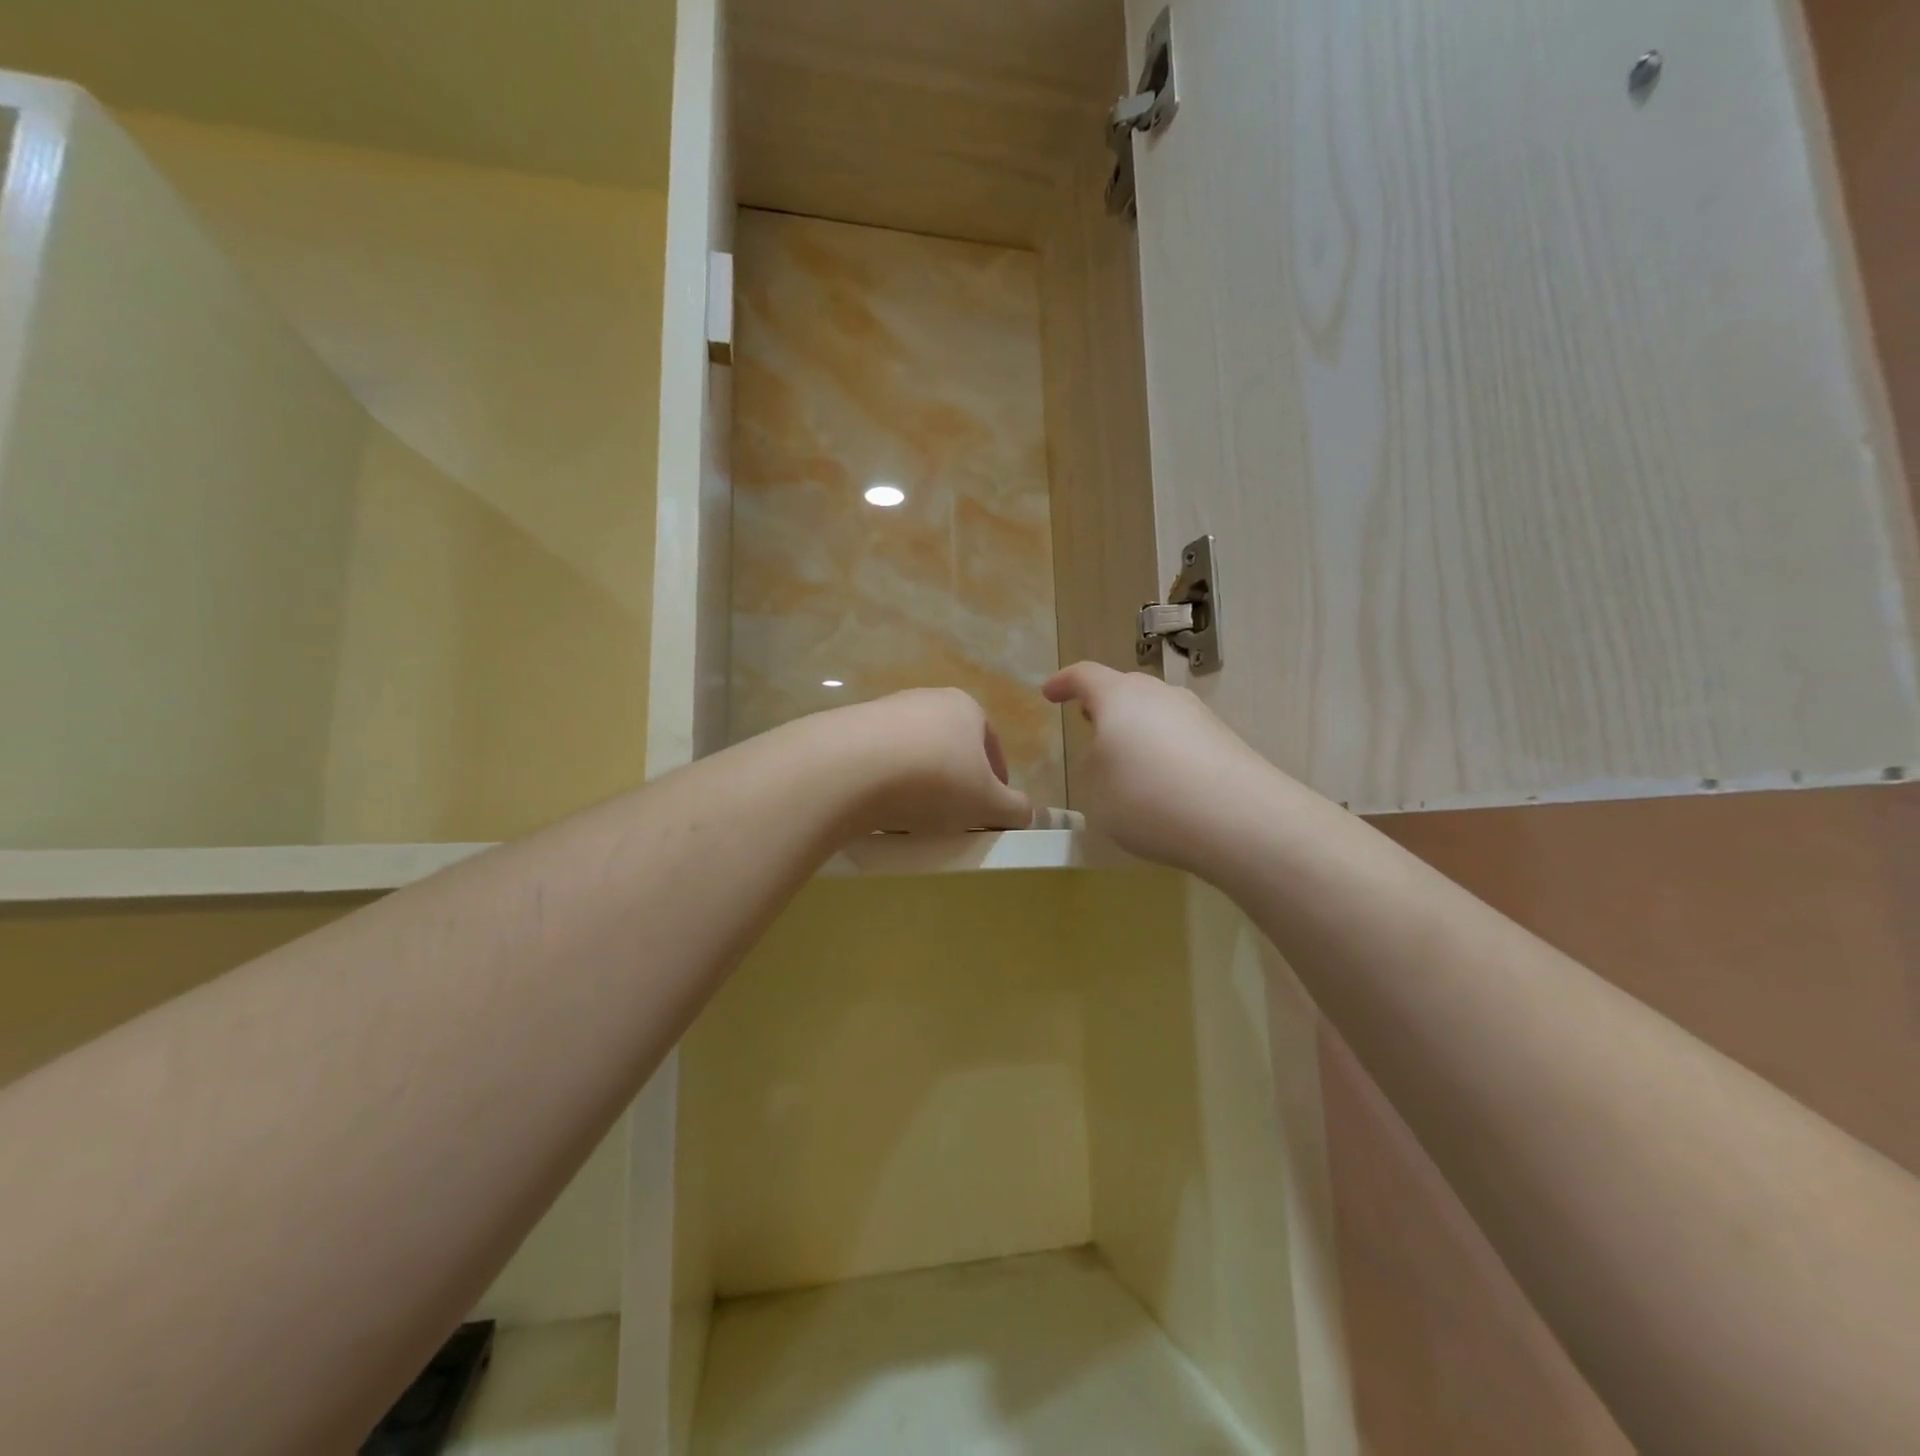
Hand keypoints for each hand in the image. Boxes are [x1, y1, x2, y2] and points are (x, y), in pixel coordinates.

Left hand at [829, 688, 1032, 834]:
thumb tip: (1028, 813)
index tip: (989, 811)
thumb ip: (1015, 808)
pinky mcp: (849, 729)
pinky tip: (879, 810)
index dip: (996, 781)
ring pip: (912, 754)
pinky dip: (883, 784)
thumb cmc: (935, 780)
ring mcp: (884, 710)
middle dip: (954, 781)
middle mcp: (925, 699)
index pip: (990, 745)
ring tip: (913, 818)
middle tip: (952, 817)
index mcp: (965, 708)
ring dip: (917, 784)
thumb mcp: (988, 803)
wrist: (849, 767)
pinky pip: (877, 761)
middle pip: (949, 747)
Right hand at [1044, 662, 1286, 870]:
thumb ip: (1094, 766)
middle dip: (1104, 705)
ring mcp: (1197, 715)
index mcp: (1119, 697)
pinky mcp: (1224, 741)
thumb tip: (1109, 755)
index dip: (1063, 683)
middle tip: (1090, 724)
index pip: (1084, 676)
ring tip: (1127, 762)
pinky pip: (1181, 737)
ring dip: (1136, 731)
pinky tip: (1164, 785)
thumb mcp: (1095, 791)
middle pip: (1125, 689)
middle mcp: (1159, 695)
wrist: (1238, 819)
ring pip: (1156, 713)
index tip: (1050, 693)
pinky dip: (1164, 752)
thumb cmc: (1146, 798)